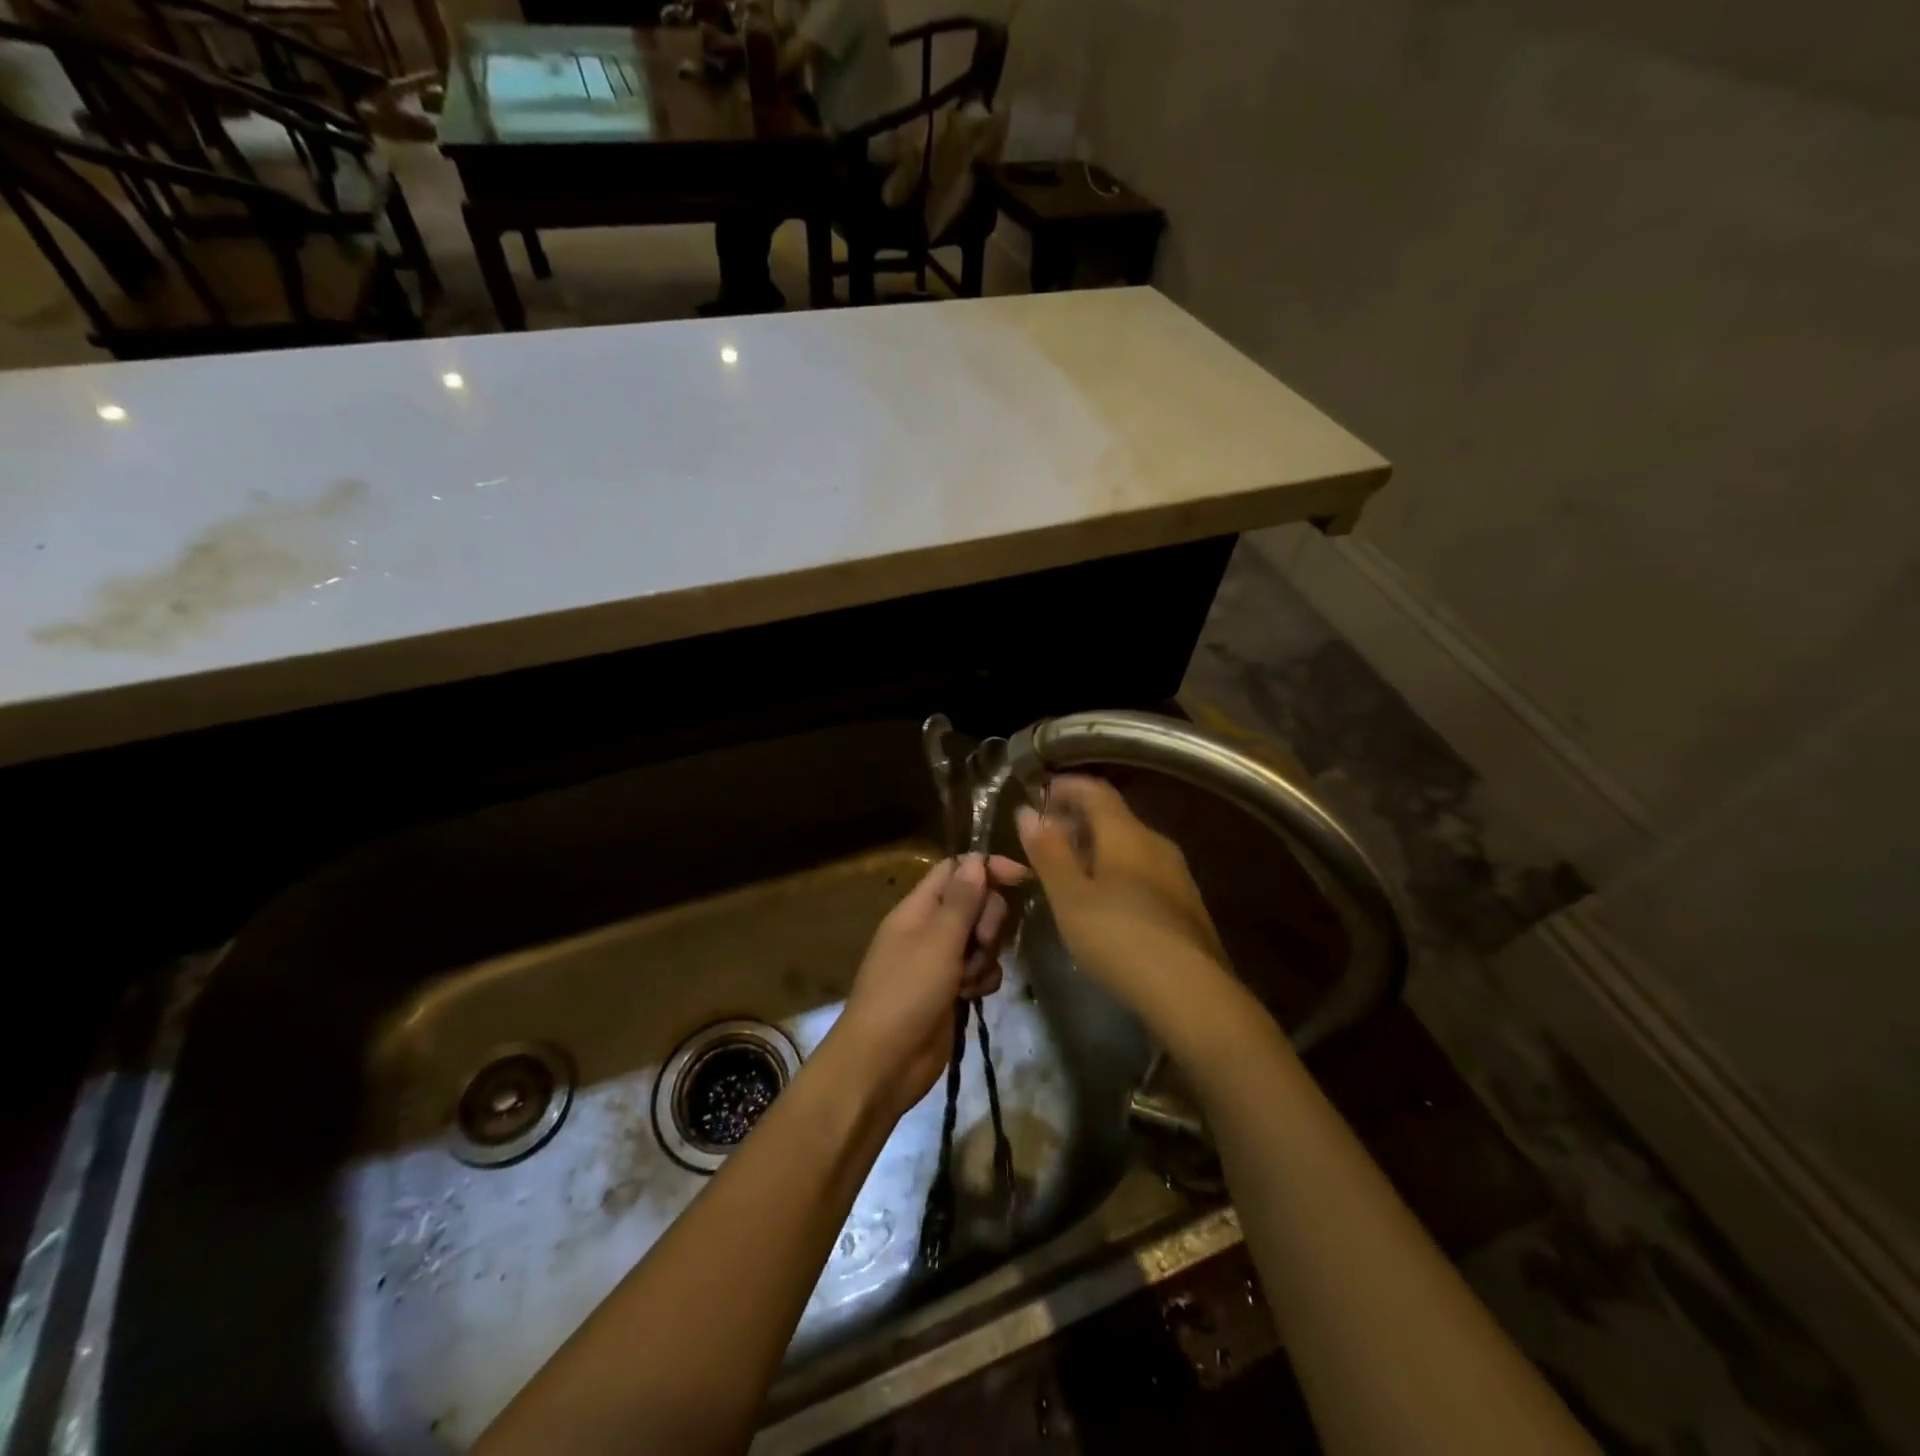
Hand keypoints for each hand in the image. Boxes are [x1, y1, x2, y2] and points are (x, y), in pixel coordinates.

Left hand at [829, 854, 1028, 1117]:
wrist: (883, 1063)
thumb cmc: (906, 993)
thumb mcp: (938, 941)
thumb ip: (962, 899)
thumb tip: (976, 858)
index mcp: (918, 908)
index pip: (956, 870)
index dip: (987, 869)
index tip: (1021, 878)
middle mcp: (930, 929)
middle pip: (975, 903)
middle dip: (988, 921)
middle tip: (979, 943)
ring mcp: (940, 961)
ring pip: (982, 940)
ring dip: (985, 956)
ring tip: (967, 979)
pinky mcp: (951, 991)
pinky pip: (980, 971)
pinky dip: (981, 980)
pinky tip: (972, 997)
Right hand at [1015, 776, 1232, 1026]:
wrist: (1192, 992)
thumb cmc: (1118, 937)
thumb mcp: (1069, 897)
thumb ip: (1048, 852)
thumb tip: (1028, 812)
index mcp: (1126, 833)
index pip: (1095, 791)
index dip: (1066, 787)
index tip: (1040, 794)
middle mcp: (1156, 843)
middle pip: (1114, 817)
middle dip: (1078, 820)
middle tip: (1046, 838)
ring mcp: (1176, 874)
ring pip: (1130, 846)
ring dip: (1098, 848)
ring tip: (1069, 871)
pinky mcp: (1185, 905)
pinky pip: (1144, 872)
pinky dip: (1117, 872)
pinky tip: (1104, 901)